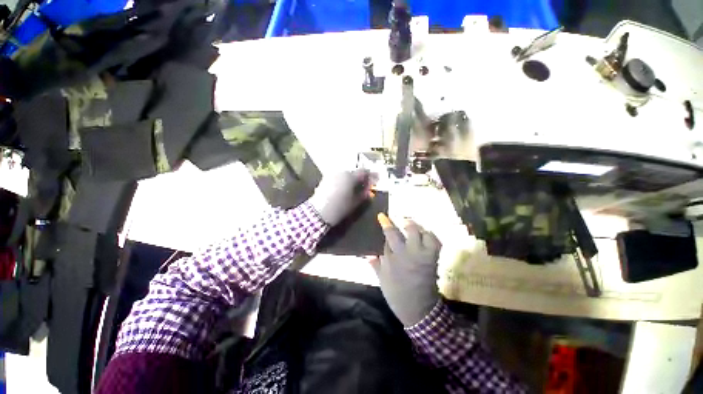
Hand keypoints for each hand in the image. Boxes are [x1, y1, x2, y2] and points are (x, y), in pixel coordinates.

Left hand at [308, 169, 371, 225]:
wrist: (318, 212)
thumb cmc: (339, 207)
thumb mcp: (355, 202)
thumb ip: (364, 194)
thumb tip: (369, 190)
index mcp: (350, 176)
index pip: (364, 171)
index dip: (371, 175)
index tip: (375, 180)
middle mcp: (341, 172)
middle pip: (355, 171)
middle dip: (361, 177)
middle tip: (366, 185)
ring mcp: (332, 174)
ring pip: (346, 173)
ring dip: (352, 178)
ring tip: (355, 187)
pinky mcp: (326, 178)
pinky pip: (339, 176)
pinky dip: (344, 180)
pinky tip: (345, 187)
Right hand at [371, 213, 440, 326]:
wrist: (420, 310)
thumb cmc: (397, 295)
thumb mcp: (382, 280)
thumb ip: (376, 264)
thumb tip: (368, 254)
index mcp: (393, 258)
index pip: (389, 236)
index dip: (385, 224)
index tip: (382, 216)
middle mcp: (408, 254)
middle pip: (404, 232)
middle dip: (400, 221)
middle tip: (399, 218)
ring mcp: (422, 255)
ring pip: (421, 234)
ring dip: (416, 226)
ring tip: (411, 224)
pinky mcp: (433, 259)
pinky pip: (434, 242)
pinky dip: (430, 235)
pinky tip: (425, 233)